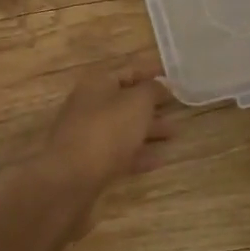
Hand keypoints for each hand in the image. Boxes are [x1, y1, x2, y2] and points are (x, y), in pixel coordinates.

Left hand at [39, 66, 173, 205]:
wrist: (71, 179)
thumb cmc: (107, 131)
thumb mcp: (137, 103)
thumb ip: (152, 90)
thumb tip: (160, 86)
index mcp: (97, 84)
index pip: (128, 71)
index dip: (151, 73)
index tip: (173, 78)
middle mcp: (89, 105)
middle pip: (125, 101)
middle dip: (152, 105)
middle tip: (178, 108)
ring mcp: (87, 135)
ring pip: (123, 127)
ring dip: (148, 130)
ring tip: (175, 134)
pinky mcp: (89, 162)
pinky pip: (119, 153)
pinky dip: (139, 154)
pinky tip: (160, 160)